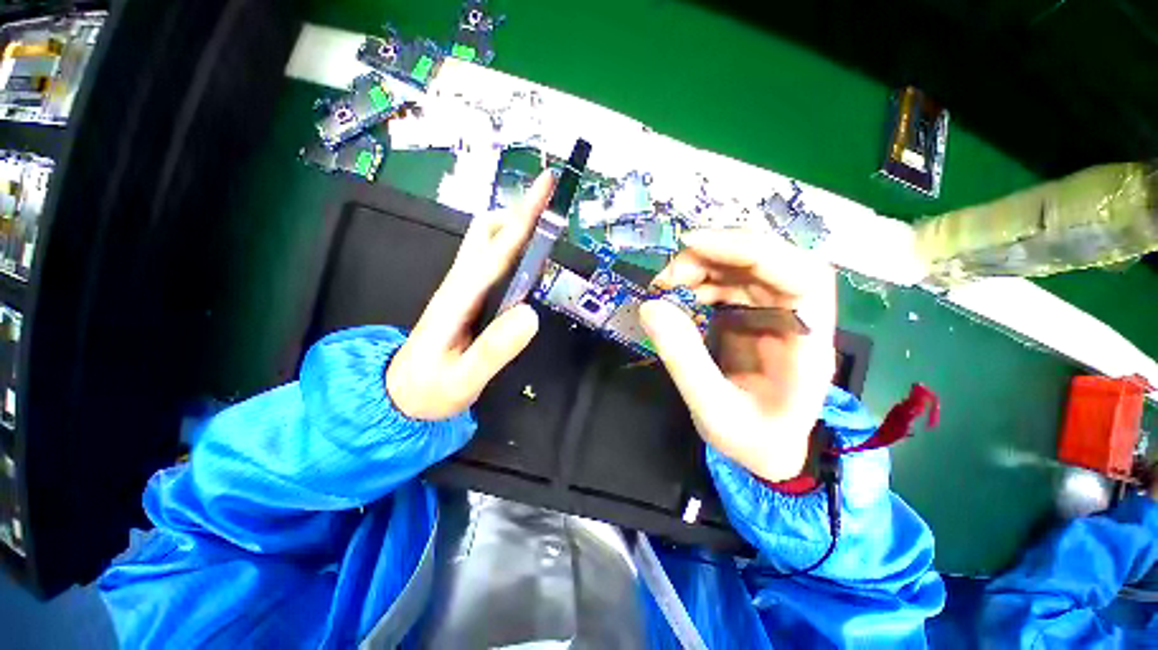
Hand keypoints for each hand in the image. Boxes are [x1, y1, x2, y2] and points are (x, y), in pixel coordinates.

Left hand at [386, 171, 555, 420]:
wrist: (401, 396)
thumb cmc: (429, 391)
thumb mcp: (463, 380)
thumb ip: (495, 350)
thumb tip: (531, 313)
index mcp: (458, 298)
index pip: (495, 249)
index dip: (523, 217)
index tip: (547, 186)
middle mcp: (459, 284)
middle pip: (485, 232)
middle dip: (519, 212)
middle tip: (551, 207)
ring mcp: (462, 289)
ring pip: (486, 243)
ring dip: (515, 226)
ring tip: (545, 226)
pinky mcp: (468, 297)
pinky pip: (491, 262)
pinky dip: (512, 248)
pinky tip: (529, 258)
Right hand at [640, 229, 836, 481]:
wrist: (766, 450)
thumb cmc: (752, 439)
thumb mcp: (713, 410)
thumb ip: (683, 360)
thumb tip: (650, 306)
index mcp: (806, 344)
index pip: (798, 275)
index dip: (749, 250)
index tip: (694, 244)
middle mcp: (797, 317)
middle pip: (768, 260)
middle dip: (714, 256)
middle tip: (667, 276)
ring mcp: (774, 313)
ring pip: (743, 267)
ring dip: (701, 267)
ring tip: (664, 288)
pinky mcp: (752, 315)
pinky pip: (727, 283)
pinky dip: (698, 282)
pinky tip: (676, 296)